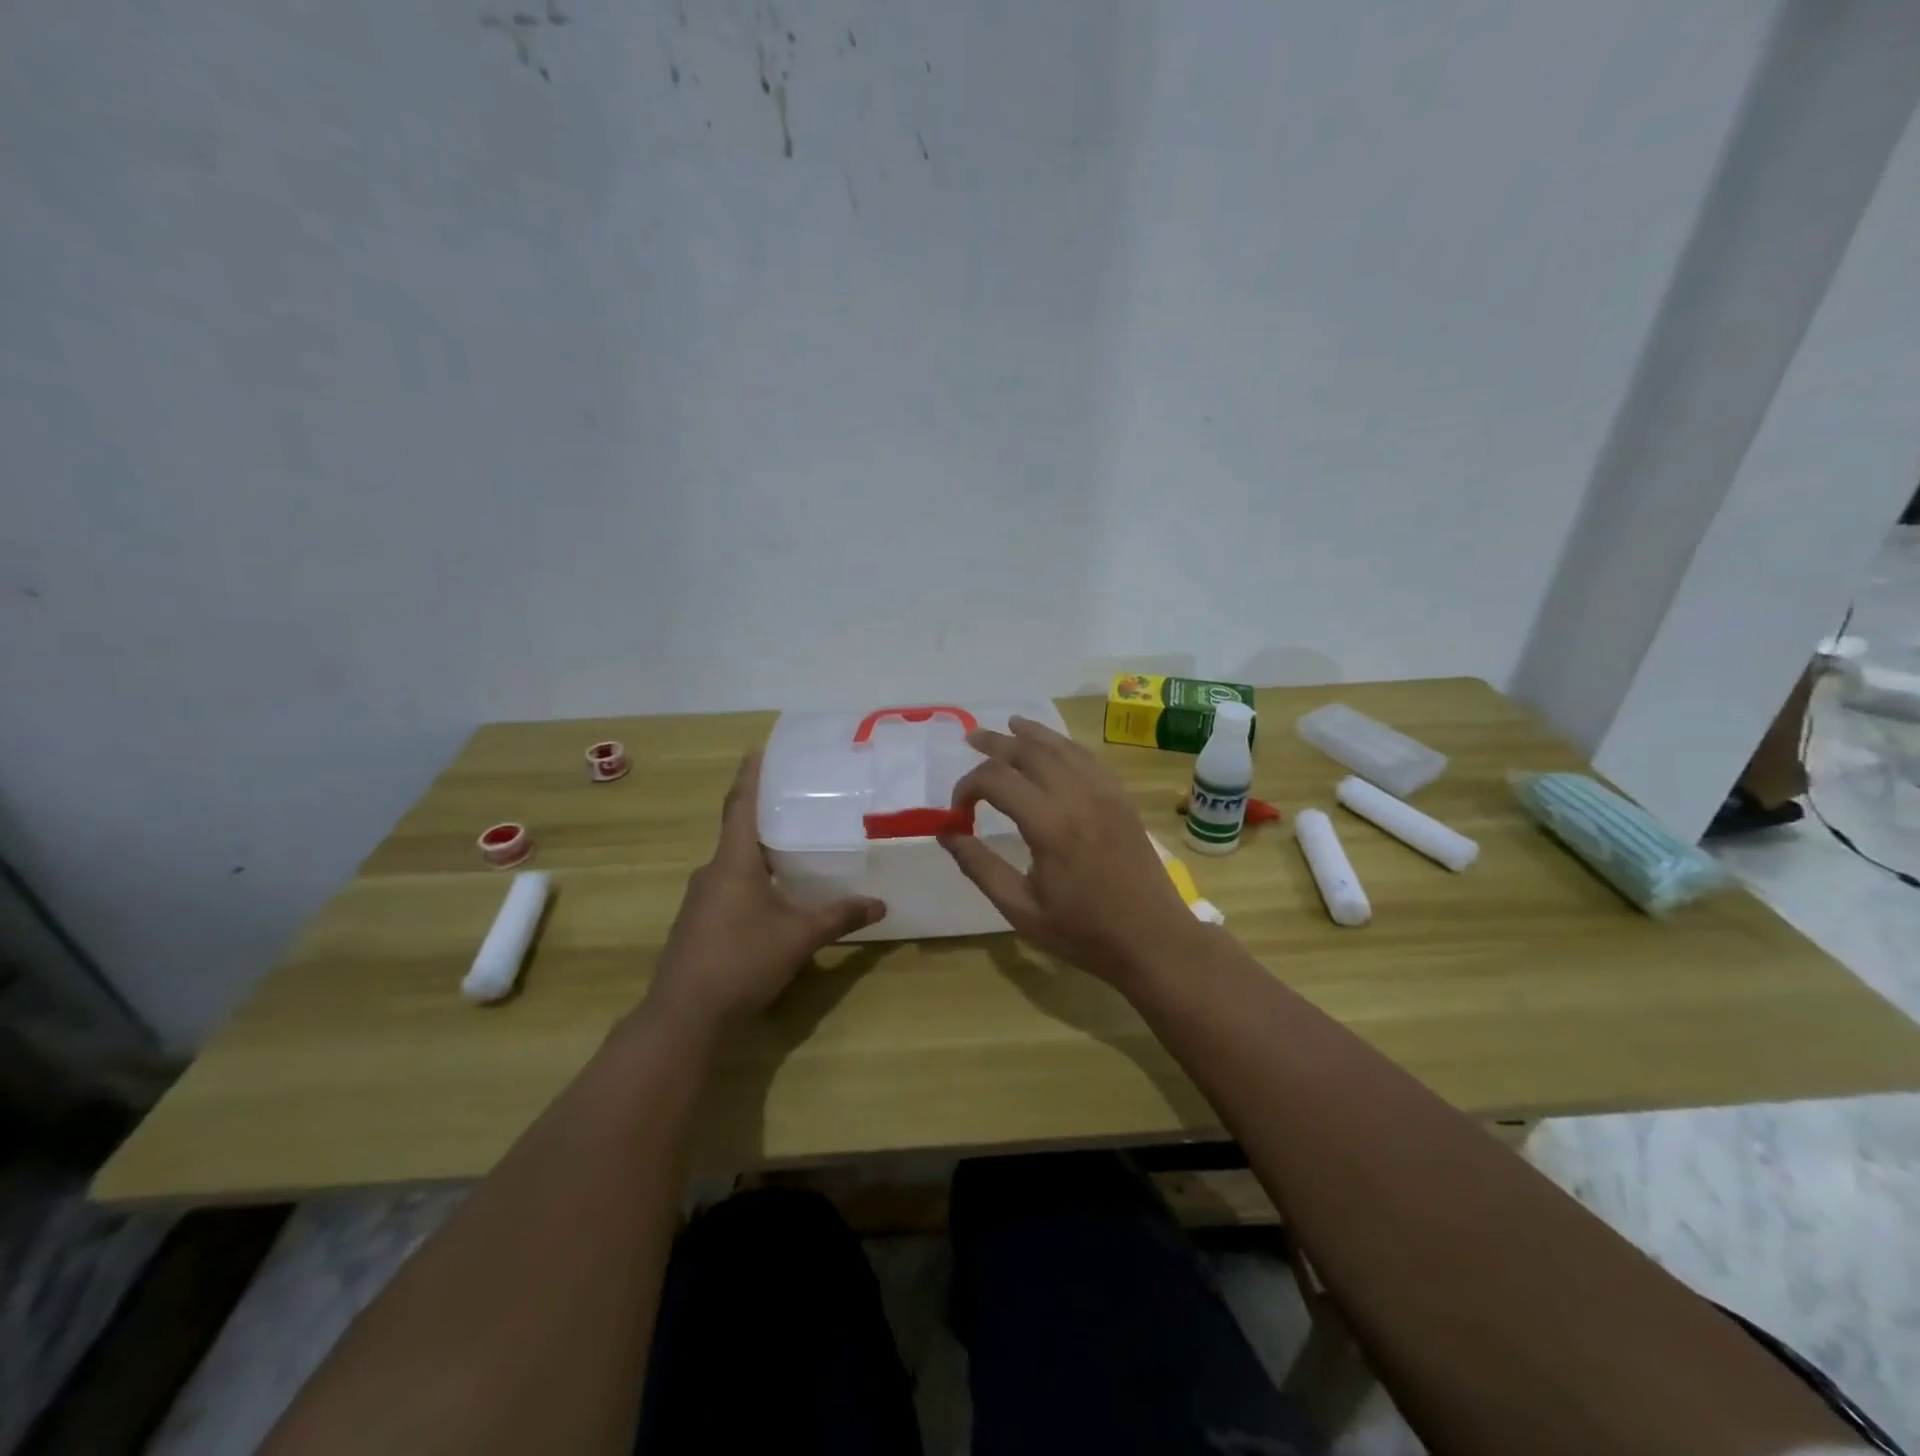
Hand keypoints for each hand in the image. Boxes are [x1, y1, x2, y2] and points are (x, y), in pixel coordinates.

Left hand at [640, 753, 883, 1037]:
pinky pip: (730, 887)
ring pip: (735, 863)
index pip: (741, 805)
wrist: (684, 1017)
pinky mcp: (698, 923)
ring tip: (796, 847)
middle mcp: (712, 872)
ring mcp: (701, 899)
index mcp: (733, 862)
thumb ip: (840, 916)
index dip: (750, 776)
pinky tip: (776, 895)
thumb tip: (881, 904)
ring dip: (761, 852)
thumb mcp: (799, 937)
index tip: (758, 750)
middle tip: (800, 801)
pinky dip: (754, 880)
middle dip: (766, 815)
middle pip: (739, 832)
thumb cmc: (741, 962)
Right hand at [940, 716, 1203, 981]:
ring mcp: (1104, 792)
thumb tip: (946, 833)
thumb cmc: (1084, 932)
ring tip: (1007, 726)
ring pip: (1061, 747)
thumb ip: (979, 866)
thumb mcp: (1020, 908)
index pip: (996, 780)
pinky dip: (1064, 745)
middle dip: (995, 744)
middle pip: (1028, 752)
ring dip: (1030, 734)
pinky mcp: (1121, 798)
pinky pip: (1088, 758)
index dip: (968, 786)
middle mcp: (1077, 796)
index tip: (958, 811)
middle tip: (970, 739)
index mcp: (1049, 825)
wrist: (1153, 939)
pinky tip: (1052, 746)